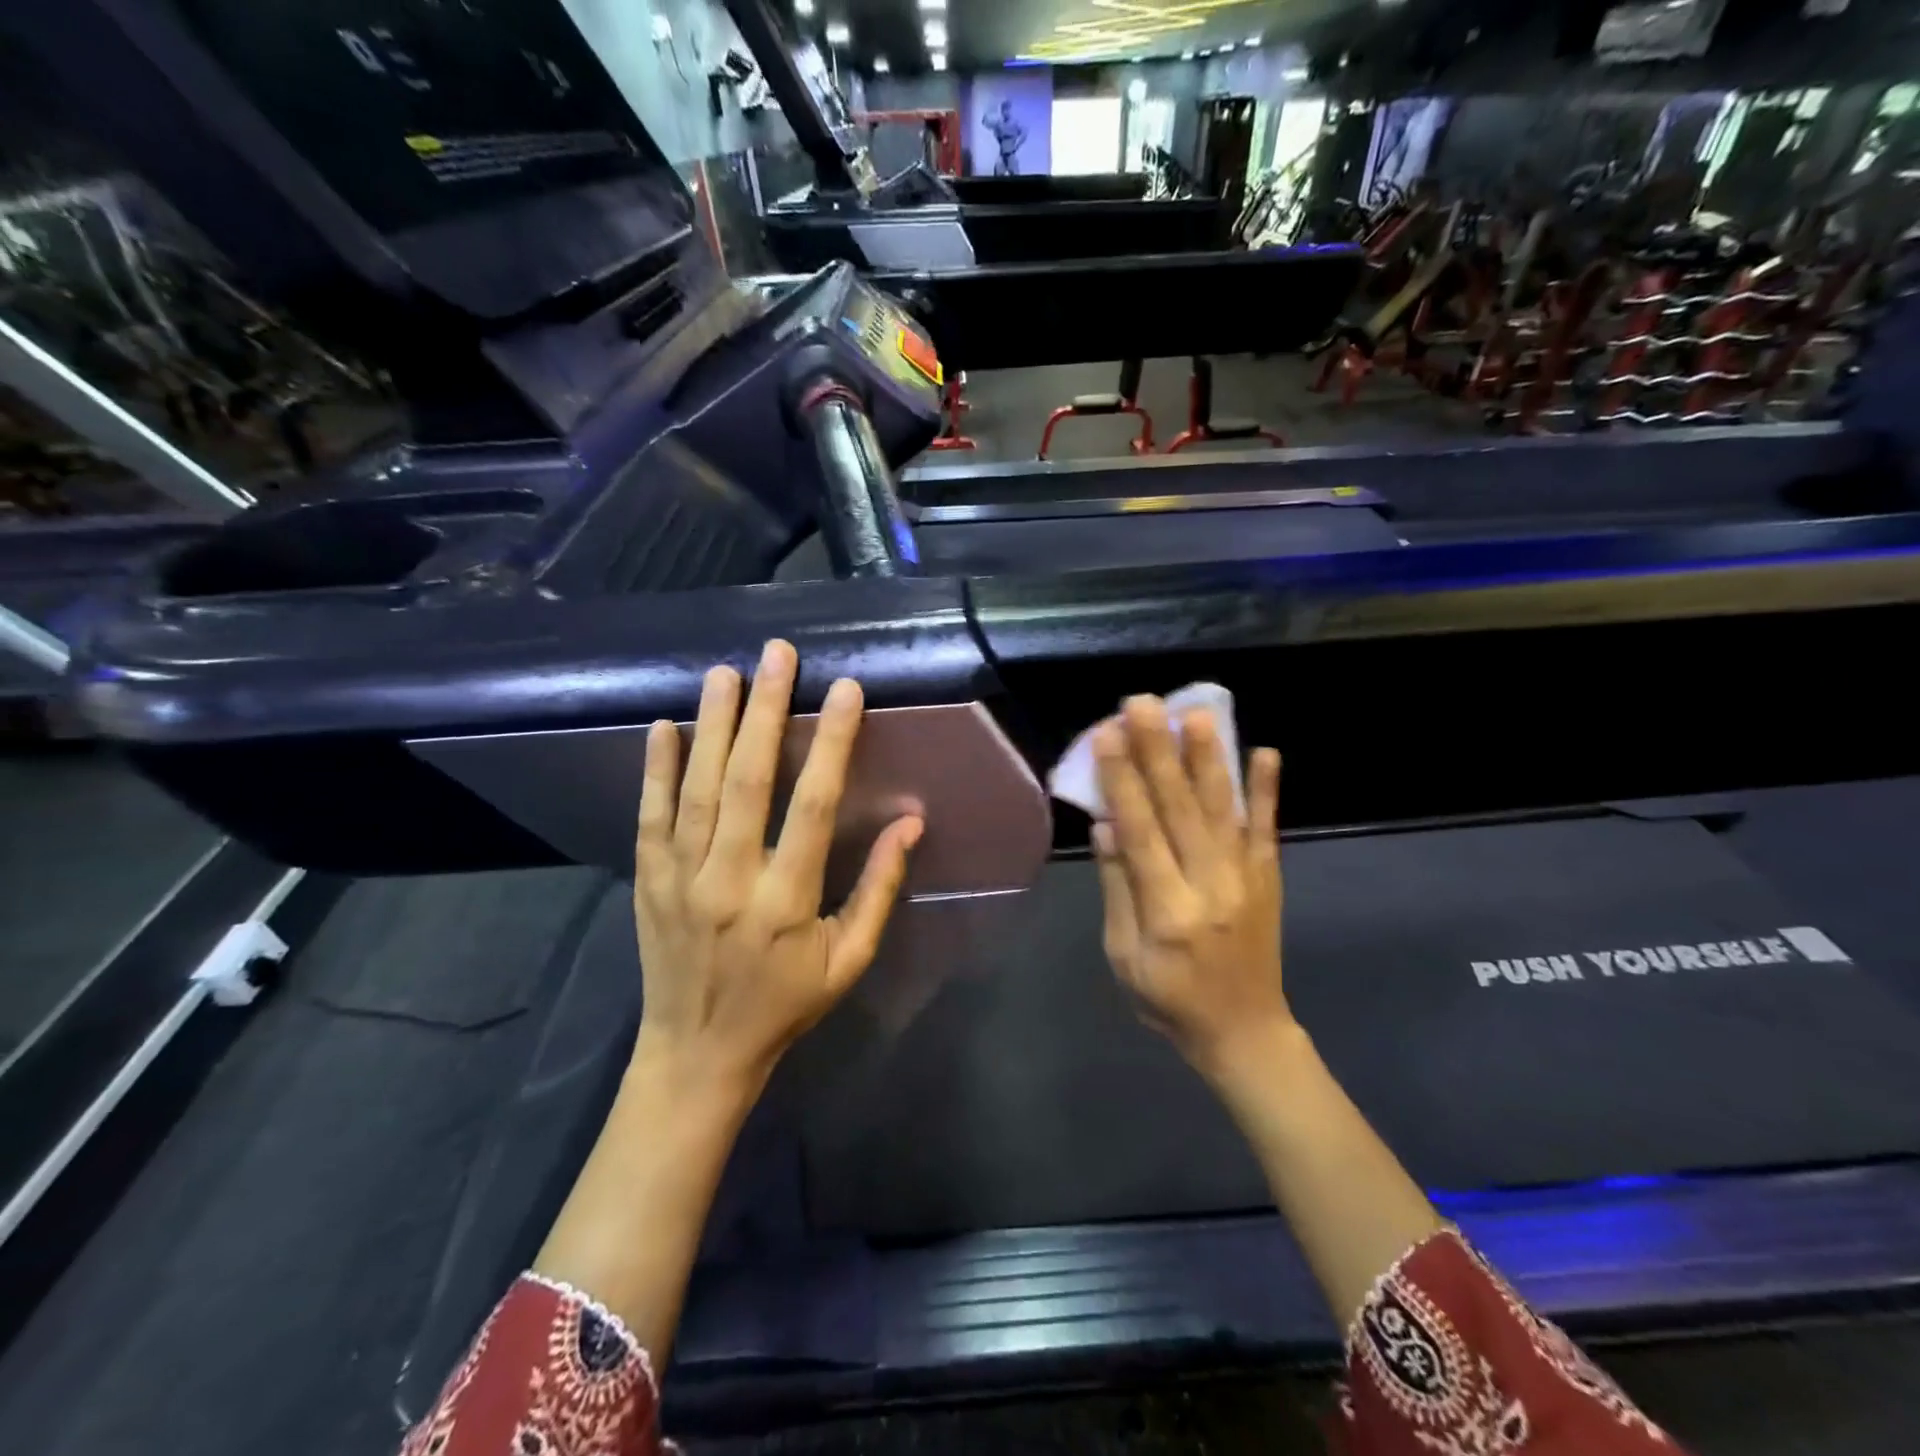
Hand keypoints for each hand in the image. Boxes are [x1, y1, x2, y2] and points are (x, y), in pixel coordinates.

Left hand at [632, 638, 923, 1092]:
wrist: (696, 1054)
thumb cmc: (784, 1005)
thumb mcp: (848, 960)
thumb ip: (878, 889)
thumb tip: (910, 823)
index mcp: (786, 901)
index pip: (813, 806)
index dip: (833, 744)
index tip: (846, 691)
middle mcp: (729, 880)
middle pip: (749, 782)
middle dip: (767, 712)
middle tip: (778, 655)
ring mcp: (679, 879)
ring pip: (698, 788)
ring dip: (713, 726)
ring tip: (726, 673)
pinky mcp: (648, 882)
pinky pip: (651, 816)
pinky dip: (656, 770)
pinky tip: (664, 727)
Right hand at [1091, 696, 1287, 1079]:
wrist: (1245, 1031)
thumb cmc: (1169, 999)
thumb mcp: (1124, 956)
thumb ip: (1118, 889)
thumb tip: (1107, 826)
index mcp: (1168, 911)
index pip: (1141, 833)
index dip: (1122, 780)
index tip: (1106, 734)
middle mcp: (1210, 886)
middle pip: (1180, 809)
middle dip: (1159, 751)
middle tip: (1143, 703)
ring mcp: (1246, 879)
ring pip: (1222, 809)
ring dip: (1209, 758)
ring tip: (1197, 713)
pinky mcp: (1269, 878)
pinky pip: (1267, 829)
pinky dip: (1267, 791)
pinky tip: (1266, 752)